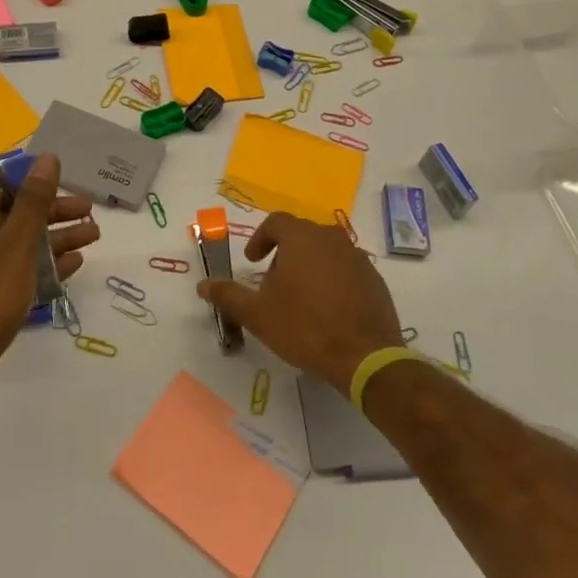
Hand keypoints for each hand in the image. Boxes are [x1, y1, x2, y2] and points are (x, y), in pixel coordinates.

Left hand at [0, 155, 98, 402]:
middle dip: (57, 210)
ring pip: (28, 243)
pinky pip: (25, 270)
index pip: (5, 184)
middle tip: (91, 212)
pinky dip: (49, 265)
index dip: (34, 180)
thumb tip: (47, 158)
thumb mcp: (18, 239)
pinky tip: (75, 265)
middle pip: (22, 213)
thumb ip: (34, 199)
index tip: (65, 181)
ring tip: (94, 236)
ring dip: (60, 237)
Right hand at [198, 212, 404, 393]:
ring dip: (309, 266)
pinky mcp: (374, 279)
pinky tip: (327, 309)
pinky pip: (346, 269)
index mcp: (302, 238)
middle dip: (283, 254)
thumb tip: (203, 284)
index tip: (252, 261)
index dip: (260, 238)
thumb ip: (228, 295)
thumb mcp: (257, 314)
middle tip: (273, 283)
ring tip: (299, 298)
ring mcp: (357, 257)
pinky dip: (332, 280)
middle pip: (302, 235)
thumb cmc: (304, 327)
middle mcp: (331, 238)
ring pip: (326, 251)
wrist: (364, 356)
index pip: (276, 221)